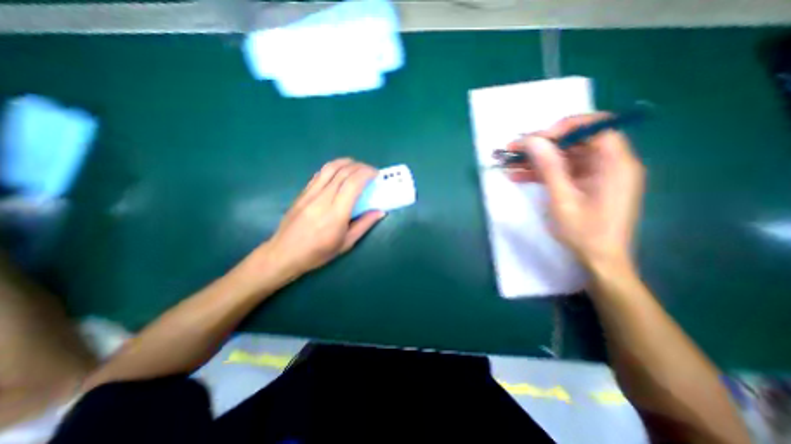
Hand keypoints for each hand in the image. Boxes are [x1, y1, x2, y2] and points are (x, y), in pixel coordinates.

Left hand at [251, 157, 384, 278]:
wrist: (284, 253)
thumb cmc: (318, 253)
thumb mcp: (346, 243)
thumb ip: (364, 225)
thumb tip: (380, 211)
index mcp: (336, 214)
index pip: (352, 183)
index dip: (366, 174)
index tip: (376, 174)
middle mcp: (322, 199)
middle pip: (343, 172)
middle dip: (360, 166)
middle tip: (370, 171)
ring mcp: (310, 193)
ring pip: (330, 168)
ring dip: (346, 162)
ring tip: (357, 166)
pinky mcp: (302, 192)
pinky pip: (320, 174)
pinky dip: (333, 168)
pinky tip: (340, 172)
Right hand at [506, 113, 640, 268]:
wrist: (599, 259)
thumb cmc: (585, 232)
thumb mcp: (563, 199)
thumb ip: (549, 167)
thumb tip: (533, 140)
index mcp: (614, 163)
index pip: (594, 127)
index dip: (564, 128)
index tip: (536, 139)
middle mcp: (609, 163)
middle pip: (575, 142)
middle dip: (542, 145)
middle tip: (514, 150)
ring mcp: (596, 174)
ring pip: (564, 157)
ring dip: (536, 160)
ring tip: (509, 163)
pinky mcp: (586, 184)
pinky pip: (562, 171)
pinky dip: (541, 173)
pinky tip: (518, 175)